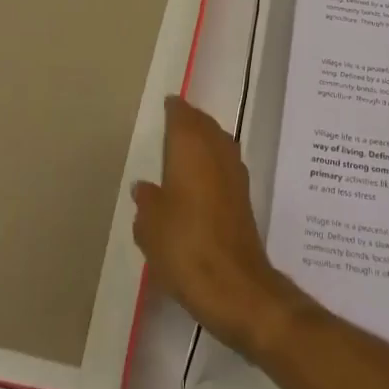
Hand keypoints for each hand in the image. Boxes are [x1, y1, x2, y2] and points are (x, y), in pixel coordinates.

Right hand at [132, 95, 307, 358]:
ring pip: (218, 142)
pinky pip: (225, 163)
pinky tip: (202, 176)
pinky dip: (213, 159)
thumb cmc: (185, 247)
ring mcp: (235, 173)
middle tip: (174, 120)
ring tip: (186, 146)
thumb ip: (147, 202)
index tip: (167, 103)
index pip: (183, 116)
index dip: (174, 109)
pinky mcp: (243, 196)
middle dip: (191, 120)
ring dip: (205, 138)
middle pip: (204, 125)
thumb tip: (145, 186)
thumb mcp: (150, 227)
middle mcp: (217, 151)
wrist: (235, 285)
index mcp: (191, 149)